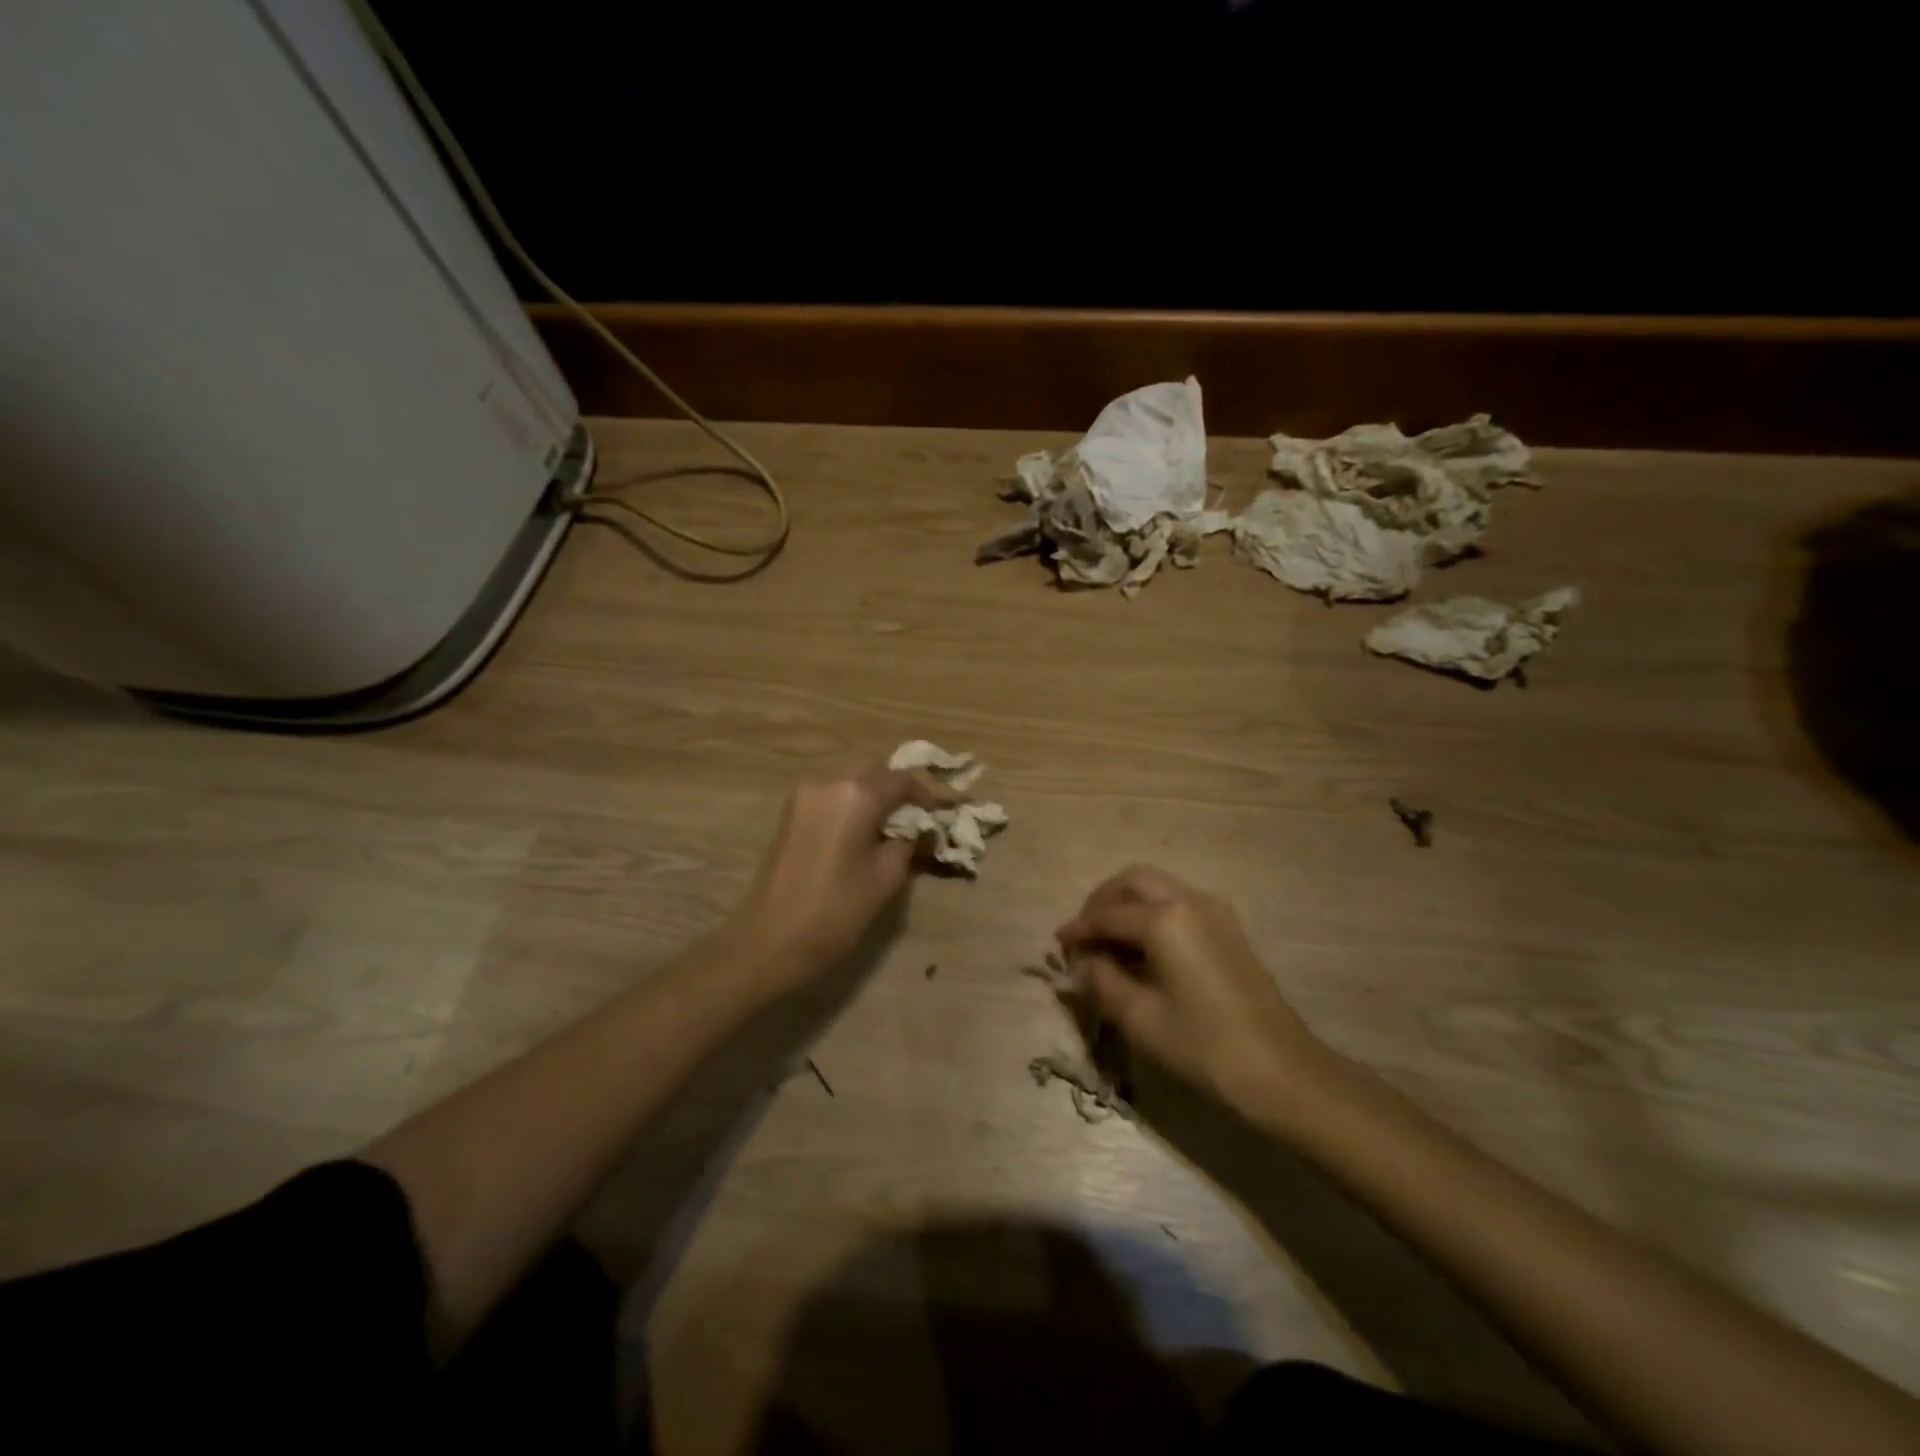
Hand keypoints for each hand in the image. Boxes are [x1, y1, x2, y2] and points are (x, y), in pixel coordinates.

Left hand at [732, 762, 954, 982]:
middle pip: (872, 771)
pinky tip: (860, 833)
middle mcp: (828, 783)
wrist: (772, 939)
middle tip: (914, 817)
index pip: (901, 780)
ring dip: (871, 796)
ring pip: (849, 781)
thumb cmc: (838, 909)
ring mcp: (804, 797)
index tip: (939, 814)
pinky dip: (850, 806)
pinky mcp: (789, 814)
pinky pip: (830, 797)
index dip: (925, 795)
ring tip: (888, 828)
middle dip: (895, 788)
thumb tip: (919, 828)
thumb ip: (909, 842)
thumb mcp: (887, 876)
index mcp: (857, 794)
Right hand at [1055, 865, 1329, 1119]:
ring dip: (1128, 903)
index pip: (1107, 915)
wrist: (1282, 1072)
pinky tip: (1143, 946)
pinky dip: (1152, 911)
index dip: (1079, 929)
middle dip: (1102, 901)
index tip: (1058, 945)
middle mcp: (1189, 900)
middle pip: (1133, 880)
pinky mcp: (1228, 928)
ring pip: (1158, 886)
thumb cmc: (1204, 1047)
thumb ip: (1102, 982)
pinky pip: (1179, 901)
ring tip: (1109, 939)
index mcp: (1164, 919)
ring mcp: (1214, 911)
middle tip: (1084, 932)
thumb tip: (1082, 964)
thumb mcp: (1140, 1018)